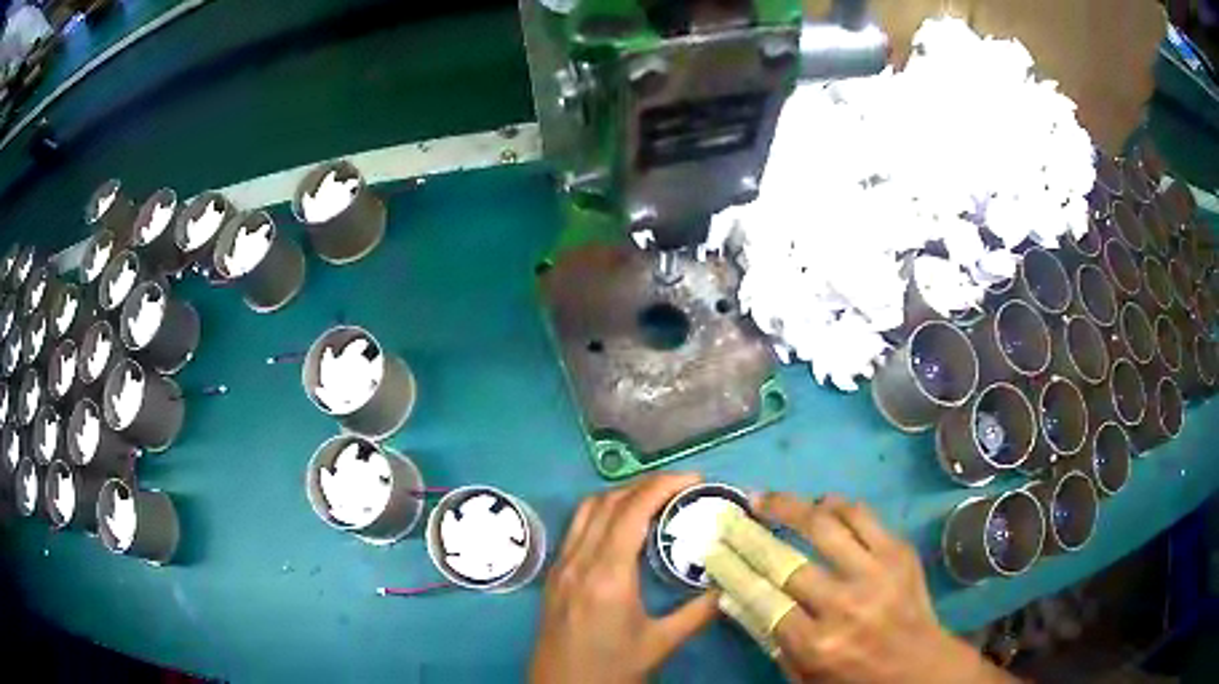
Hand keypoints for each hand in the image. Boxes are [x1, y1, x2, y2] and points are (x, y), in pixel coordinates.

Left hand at [530, 473, 719, 683]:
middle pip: (608, 501)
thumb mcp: (660, 644)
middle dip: (646, 484)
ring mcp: (561, 565)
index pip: (631, 510)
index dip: (663, 485)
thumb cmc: (611, 669)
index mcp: (607, 575)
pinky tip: (624, 527)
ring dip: (621, 494)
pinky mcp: (554, 574)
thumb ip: (698, 612)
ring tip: (656, 499)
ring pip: (587, 510)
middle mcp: (579, 560)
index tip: (694, 479)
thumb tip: (730, 583)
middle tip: (682, 487)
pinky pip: (577, 527)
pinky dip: (603, 512)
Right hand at [748, 494, 1015, 682]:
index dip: (732, 567)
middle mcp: (844, 606)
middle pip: (785, 561)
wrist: (919, 666)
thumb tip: (731, 596)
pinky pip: (862, 515)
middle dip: (749, 535)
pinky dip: (836, 505)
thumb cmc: (854, 678)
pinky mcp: (899, 553)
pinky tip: (819, 504)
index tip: (712, 547)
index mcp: (816, 644)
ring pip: (824, 526)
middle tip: (731, 516)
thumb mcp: (802, 675)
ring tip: (768, 498)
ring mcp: (876, 574)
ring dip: (790, 506)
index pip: (761, 597)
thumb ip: (767, 637)